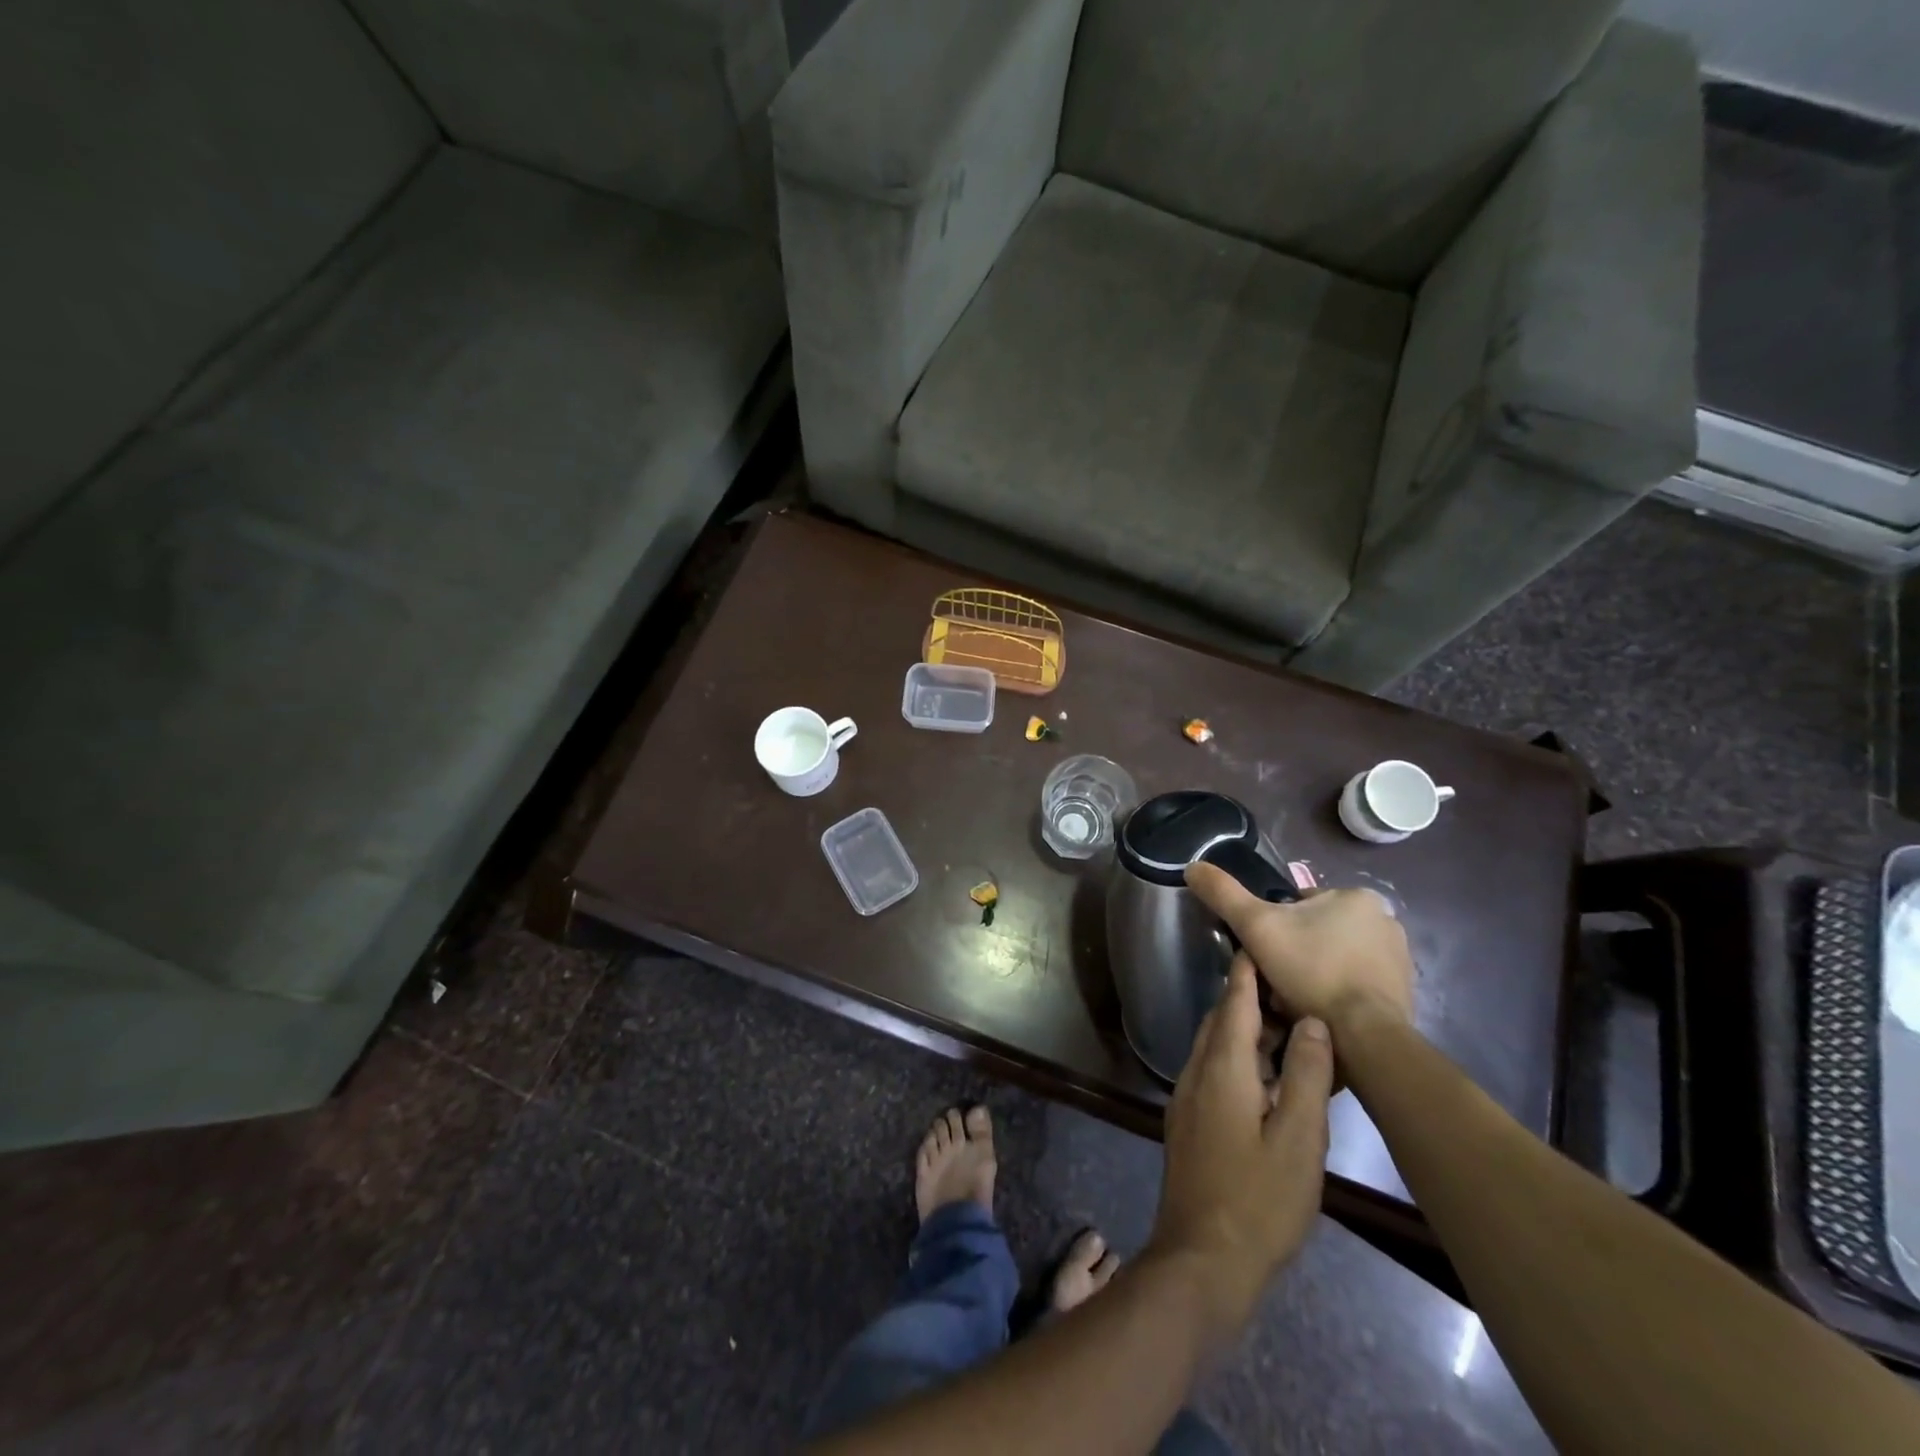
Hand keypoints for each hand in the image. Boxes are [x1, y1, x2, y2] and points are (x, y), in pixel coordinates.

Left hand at [1148, 954, 1333, 1338]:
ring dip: (1245, 1033)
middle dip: (1250, 1001)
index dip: (1247, 973)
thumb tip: (1312, 1021)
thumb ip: (1305, 1074)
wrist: (1203, 1257)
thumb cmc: (1259, 1199)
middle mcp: (1196, 1072)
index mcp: (1221, 1067)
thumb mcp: (1299, 1138)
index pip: (1234, 1003)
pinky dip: (1238, 1060)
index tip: (1259, 943)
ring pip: (1215, 1047)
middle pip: (1222, 1021)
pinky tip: (1265, 1079)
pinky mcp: (1188, 1122)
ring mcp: (1187, 1098)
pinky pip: (1212, 1072)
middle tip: (1289, 992)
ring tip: (1286, 1032)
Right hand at [1185, 865, 1415, 1035]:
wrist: (1364, 1036)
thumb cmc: (1311, 972)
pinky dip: (1339, 994)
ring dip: (1317, 974)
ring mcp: (1399, 959)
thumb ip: (1224, 894)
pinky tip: (1322, 1012)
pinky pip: (1358, 984)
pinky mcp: (1405, 993)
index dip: (1275, 928)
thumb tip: (1192, 866)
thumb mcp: (1256, 926)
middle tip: (1278, 980)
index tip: (1266, 953)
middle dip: (1298, 952)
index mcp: (1357, 897)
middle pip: (1319, 931)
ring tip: (1298, 1001)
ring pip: (1337, 958)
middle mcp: (1386, 920)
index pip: (1300, 905)